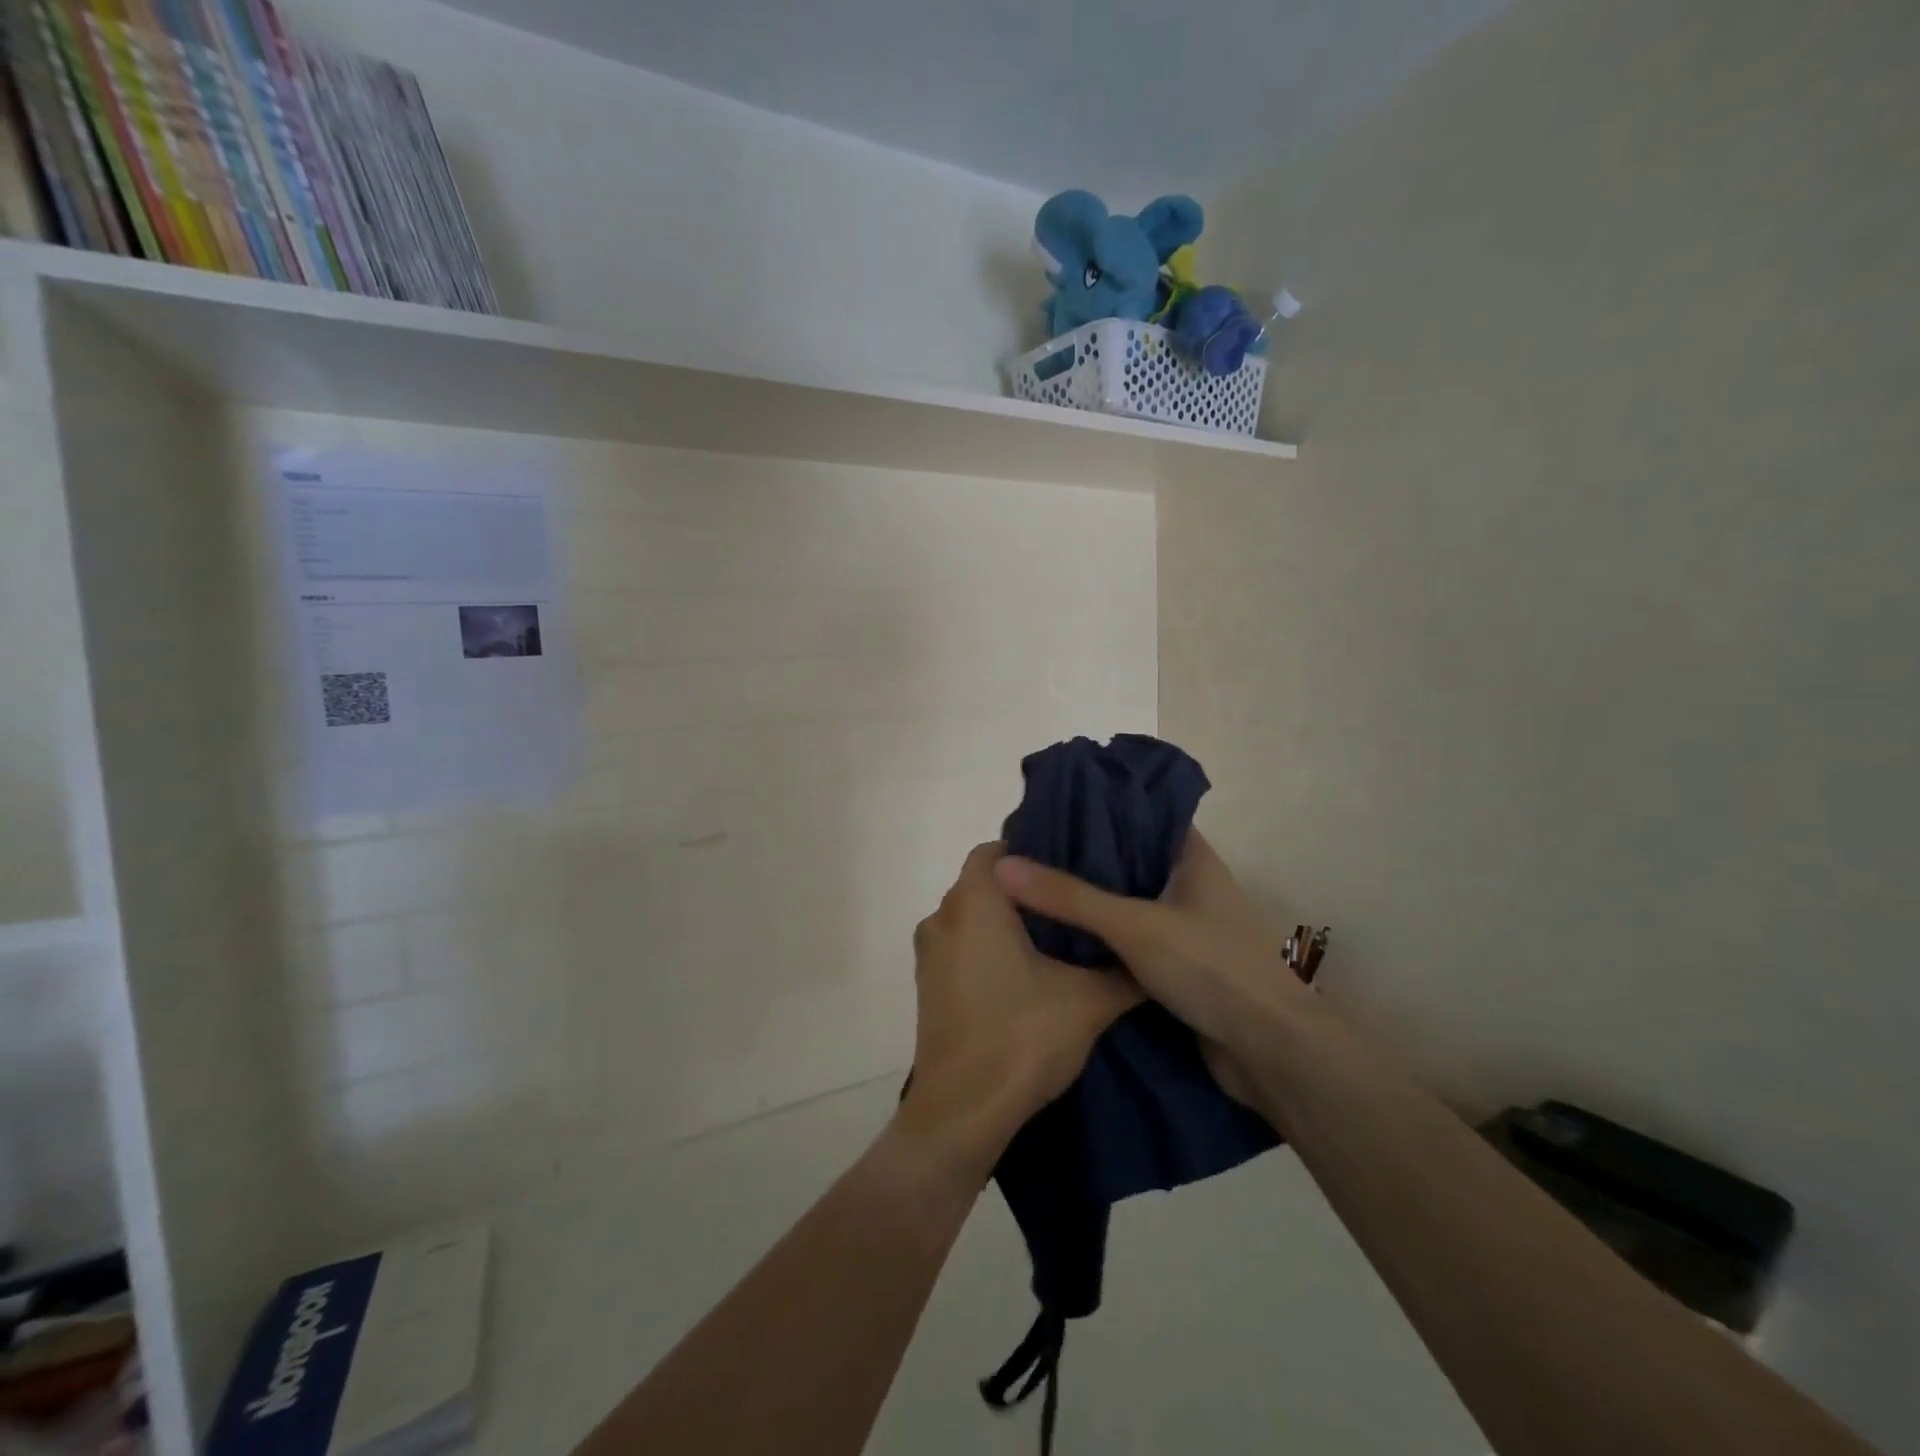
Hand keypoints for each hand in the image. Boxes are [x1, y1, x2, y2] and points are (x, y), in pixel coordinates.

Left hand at [899, 842, 1142, 1176]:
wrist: (963, 1113)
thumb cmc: (1022, 1038)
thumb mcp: (1088, 1002)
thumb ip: (1123, 972)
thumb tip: (1153, 957)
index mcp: (974, 904)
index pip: (994, 851)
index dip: (1029, 851)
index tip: (1066, 866)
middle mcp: (942, 919)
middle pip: (982, 885)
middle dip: (1022, 890)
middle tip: (1070, 901)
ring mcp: (929, 956)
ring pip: (969, 919)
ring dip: (1002, 923)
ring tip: (1053, 938)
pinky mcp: (928, 988)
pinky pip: (959, 950)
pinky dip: (986, 951)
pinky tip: (1024, 976)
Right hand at [993, 829, 1310, 1105]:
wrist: (1270, 1054)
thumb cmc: (1211, 968)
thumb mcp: (1134, 925)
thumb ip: (1070, 896)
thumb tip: (1004, 865)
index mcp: (1192, 858)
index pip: (1142, 814)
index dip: (1100, 806)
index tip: (1052, 807)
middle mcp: (1190, 886)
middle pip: (1129, 859)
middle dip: (1083, 856)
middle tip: (1029, 851)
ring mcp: (1186, 928)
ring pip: (1127, 902)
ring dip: (1089, 900)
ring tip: (1033, 888)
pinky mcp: (1178, 967)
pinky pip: (1130, 941)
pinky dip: (1100, 938)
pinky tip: (1059, 937)